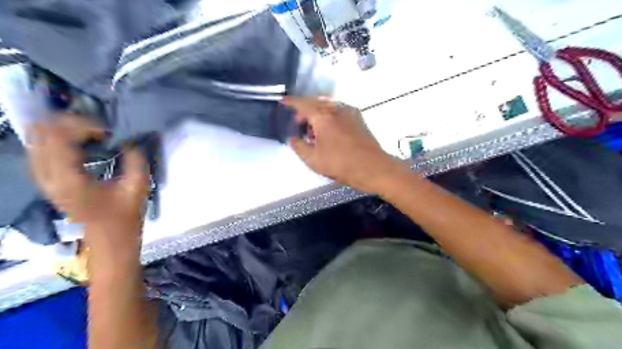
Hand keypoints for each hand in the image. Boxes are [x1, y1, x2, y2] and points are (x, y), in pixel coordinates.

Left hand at [27, 114, 149, 239]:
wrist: (109, 238)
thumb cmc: (126, 215)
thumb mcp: (138, 186)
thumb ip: (135, 159)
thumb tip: (129, 139)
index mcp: (69, 180)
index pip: (59, 136)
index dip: (85, 126)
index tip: (109, 133)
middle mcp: (47, 177)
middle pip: (40, 132)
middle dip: (70, 124)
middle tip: (98, 129)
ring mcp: (43, 179)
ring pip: (36, 139)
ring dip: (62, 130)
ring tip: (90, 133)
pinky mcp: (46, 180)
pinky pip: (40, 149)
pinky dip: (58, 140)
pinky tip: (80, 143)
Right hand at [284, 97, 408, 192]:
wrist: (372, 167)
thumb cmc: (340, 164)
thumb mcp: (313, 159)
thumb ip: (299, 147)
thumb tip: (292, 138)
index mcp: (323, 116)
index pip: (303, 104)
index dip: (291, 102)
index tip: (282, 101)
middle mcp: (337, 109)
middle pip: (316, 103)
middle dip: (304, 110)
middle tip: (298, 123)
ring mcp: (350, 112)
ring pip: (328, 107)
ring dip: (317, 114)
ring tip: (313, 130)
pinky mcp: (358, 118)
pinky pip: (338, 111)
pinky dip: (329, 116)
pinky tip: (328, 130)